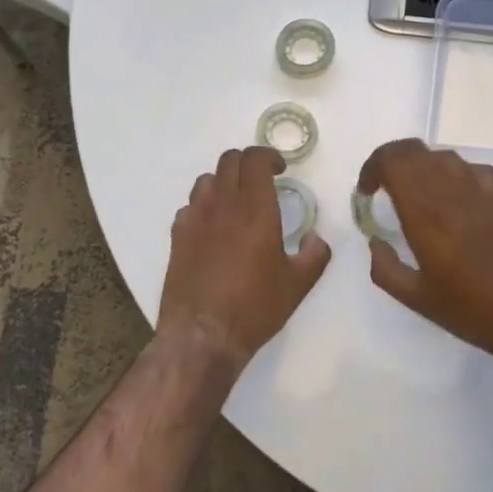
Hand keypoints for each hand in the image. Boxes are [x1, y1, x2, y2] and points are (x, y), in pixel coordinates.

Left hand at [159, 147, 331, 366]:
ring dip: (225, 181)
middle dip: (248, 163)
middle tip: (262, 180)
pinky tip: (213, 226)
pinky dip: (204, 206)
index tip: (280, 169)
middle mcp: (223, 206)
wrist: (203, 335)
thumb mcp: (298, 284)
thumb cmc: (255, 308)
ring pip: (207, 179)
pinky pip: (190, 206)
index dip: (268, 156)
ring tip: (237, 200)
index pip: (254, 160)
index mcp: (256, 211)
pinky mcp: (177, 236)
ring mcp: (195, 219)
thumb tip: (314, 237)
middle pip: (229, 161)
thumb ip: (314, 254)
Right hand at [356, 139, 492, 364]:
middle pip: (414, 150)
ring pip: (442, 156)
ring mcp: (482, 190)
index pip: (393, 161)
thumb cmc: (474, 311)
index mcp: (427, 213)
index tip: (366, 192)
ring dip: (420, 167)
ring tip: (414, 196)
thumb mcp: (417, 299)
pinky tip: (453, 200)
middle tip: (382, 189)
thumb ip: (386, 268)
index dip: (372, 167)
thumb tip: (375, 242)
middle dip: (391, 162)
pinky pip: (470, 168)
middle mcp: (453, 191)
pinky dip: (452, 174)